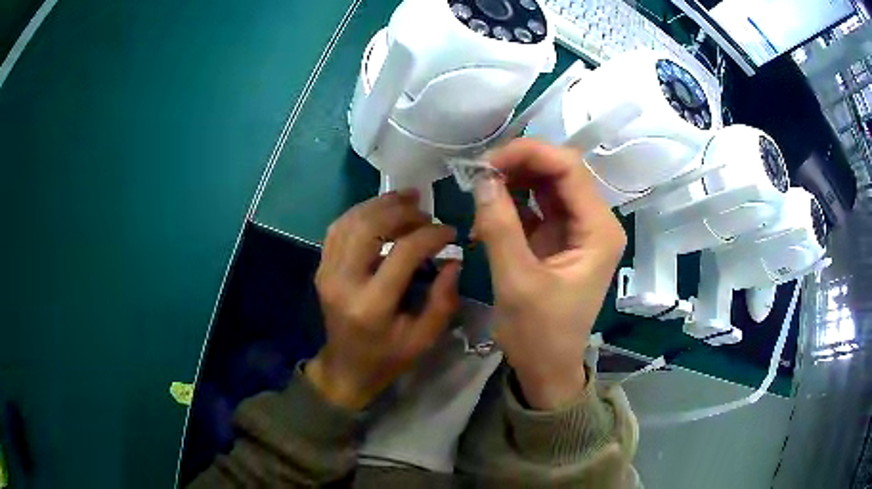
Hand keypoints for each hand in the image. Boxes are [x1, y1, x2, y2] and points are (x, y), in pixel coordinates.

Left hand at [307, 190, 460, 409]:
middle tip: (425, 211)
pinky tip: (381, 210)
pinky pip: (338, 228)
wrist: (345, 368)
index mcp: (372, 305)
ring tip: (407, 198)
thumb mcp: (424, 339)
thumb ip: (443, 300)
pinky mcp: (322, 267)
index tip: (450, 231)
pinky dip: (360, 212)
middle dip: (401, 211)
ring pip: (351, 221)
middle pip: (369, 227)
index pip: (402, 252)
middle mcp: (343, 282)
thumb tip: (454, 260)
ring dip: (380, 204)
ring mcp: (327, 272)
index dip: (430, 235)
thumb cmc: (388, 358)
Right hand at [472, 138, 625, 409]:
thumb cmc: (539, 334)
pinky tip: (488, 216)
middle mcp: (594, 222)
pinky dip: (511, 204)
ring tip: (480, 196)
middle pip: (558, 171)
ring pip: (546, 185)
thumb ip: (500, 227)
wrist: (547, 369)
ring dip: (512, 183)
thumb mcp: (517, 282)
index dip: (528, 154)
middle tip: (478, 177)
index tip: (486, 164)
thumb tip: (482, 179)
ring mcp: (577, 229)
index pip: (568, 168)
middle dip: (517, 166)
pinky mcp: (560, 238)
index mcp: (598, 230)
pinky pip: (536, 206)